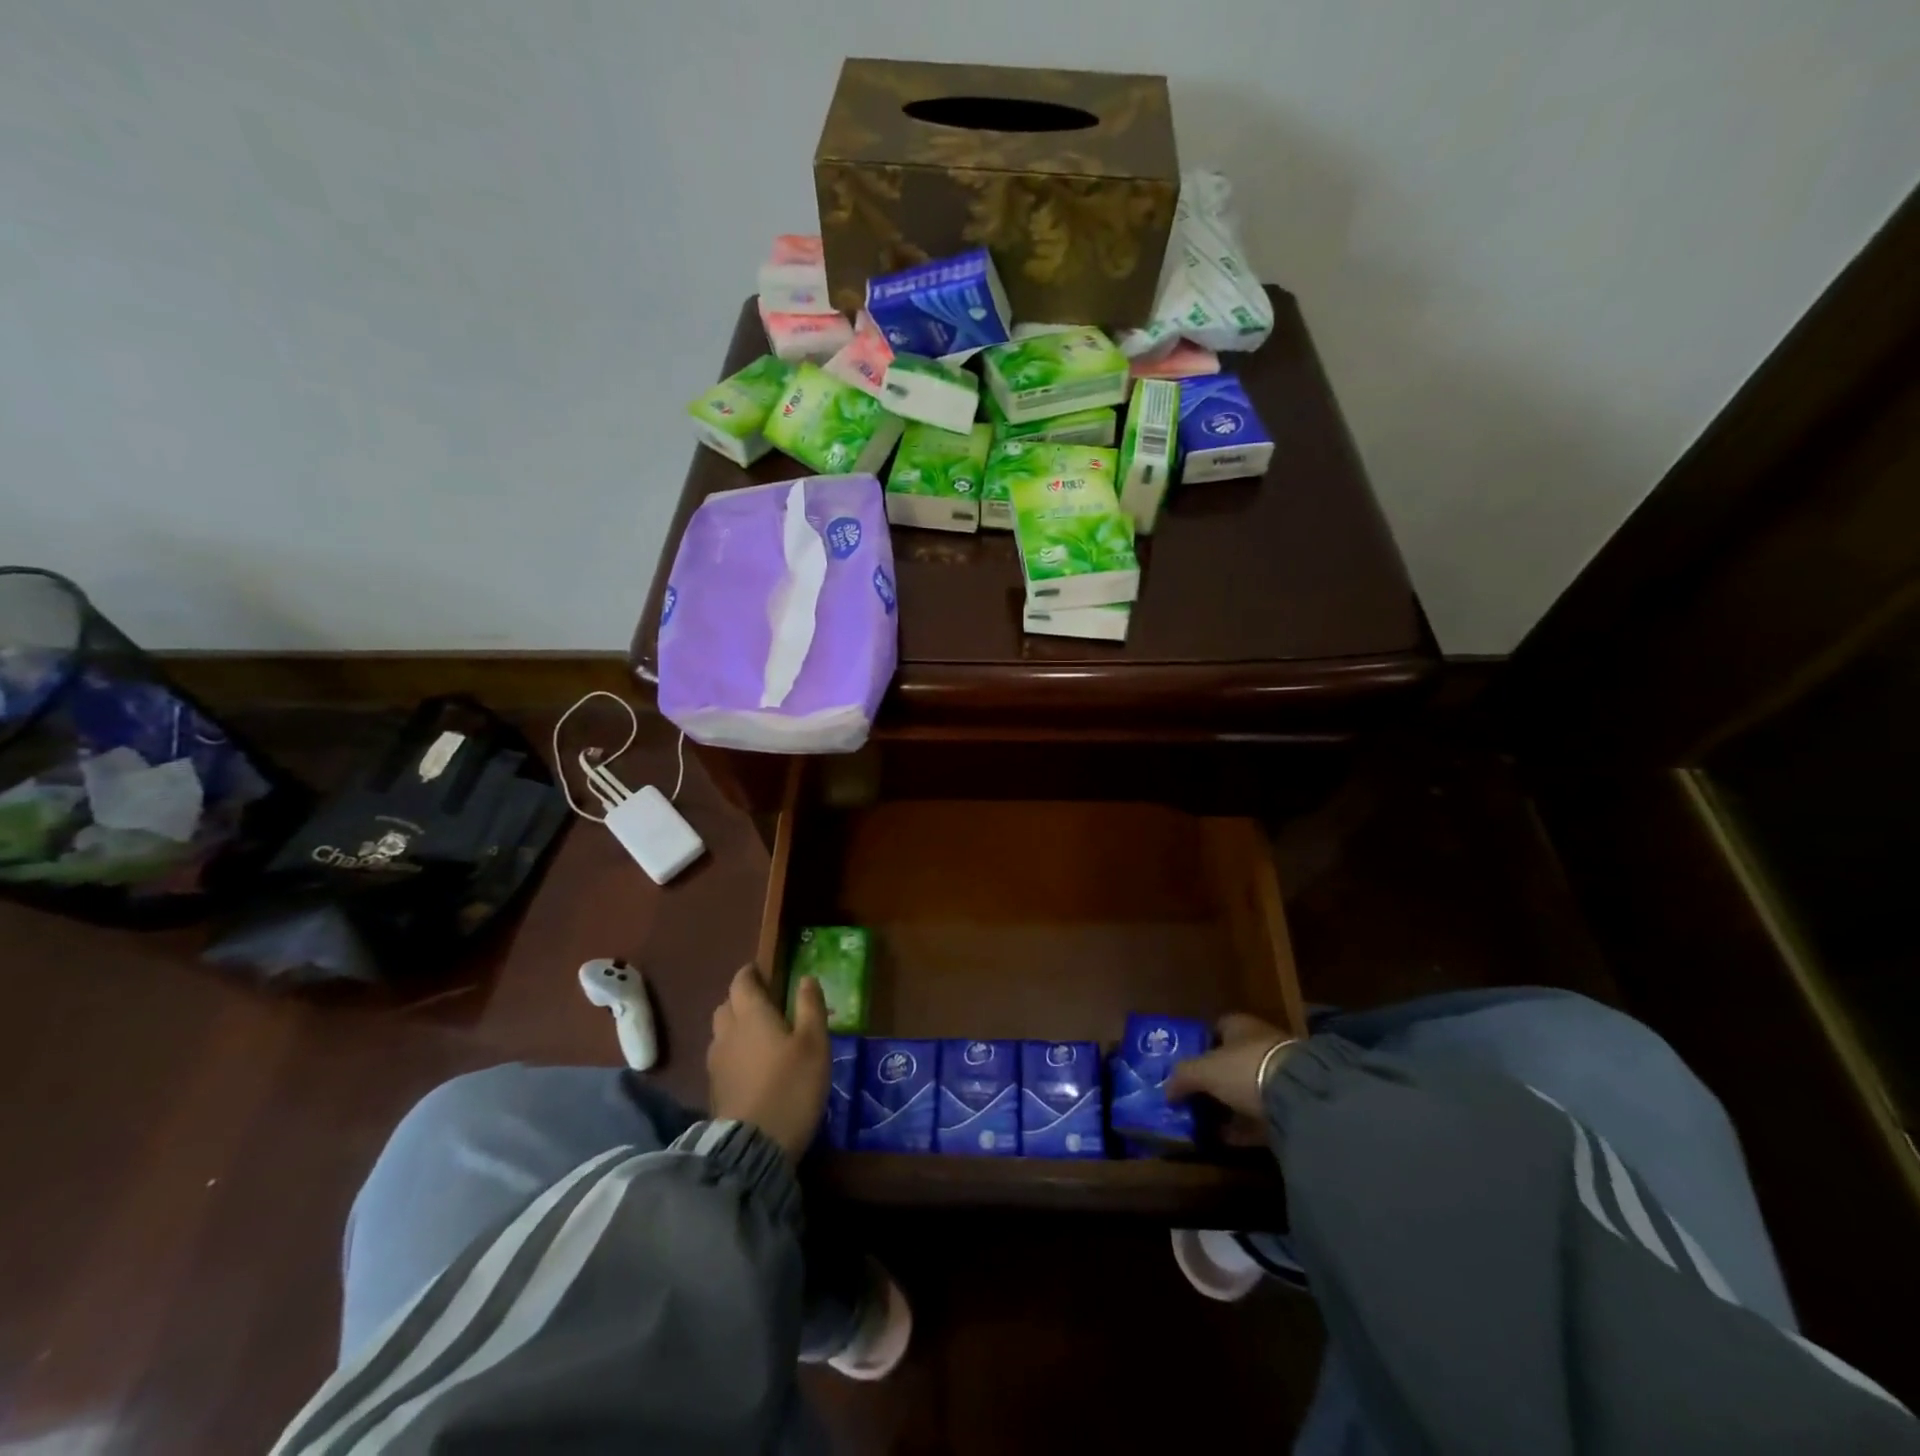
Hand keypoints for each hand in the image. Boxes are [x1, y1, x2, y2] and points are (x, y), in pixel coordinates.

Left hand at [708, 965, 829, 1161]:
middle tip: (765, 1005)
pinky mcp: (714, 1089)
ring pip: (721, 1032)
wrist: (754, 1146)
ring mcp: (716, 1062)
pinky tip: (751, 1067)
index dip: (750, 974)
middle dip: (742, 999)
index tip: (763, 972)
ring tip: (759, 1037)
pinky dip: (734, 1054)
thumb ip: (810, 1007)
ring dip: (736, 1028)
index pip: (741, 982)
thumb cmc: (791, 1085)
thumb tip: (806, 978)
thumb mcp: (814, 1043)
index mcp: (751, 1015)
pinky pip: (721, 1058)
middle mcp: (727, 1032)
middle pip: (727, 1005)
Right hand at [1165, 1012, 1294, 1123]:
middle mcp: (1259, 1044)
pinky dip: (1243, 1127)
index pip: (1214, 1030)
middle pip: (1230, 1061)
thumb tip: (1166, 1090)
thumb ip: (1182, 1077)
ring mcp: (1278, 1075)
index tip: (1183, 1066)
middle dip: (1213, 1078)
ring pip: (1245, 1089)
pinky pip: (1259, 1115)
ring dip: (1228, 1104)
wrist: (1299, 1096)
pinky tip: (1225, 1139)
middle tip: (1191, 1096)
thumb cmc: (1243, 1068)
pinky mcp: (1291, 1104)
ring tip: (1204, 1121)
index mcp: (1239, 1026)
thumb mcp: (1203, 1070)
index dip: (1198, 1046)